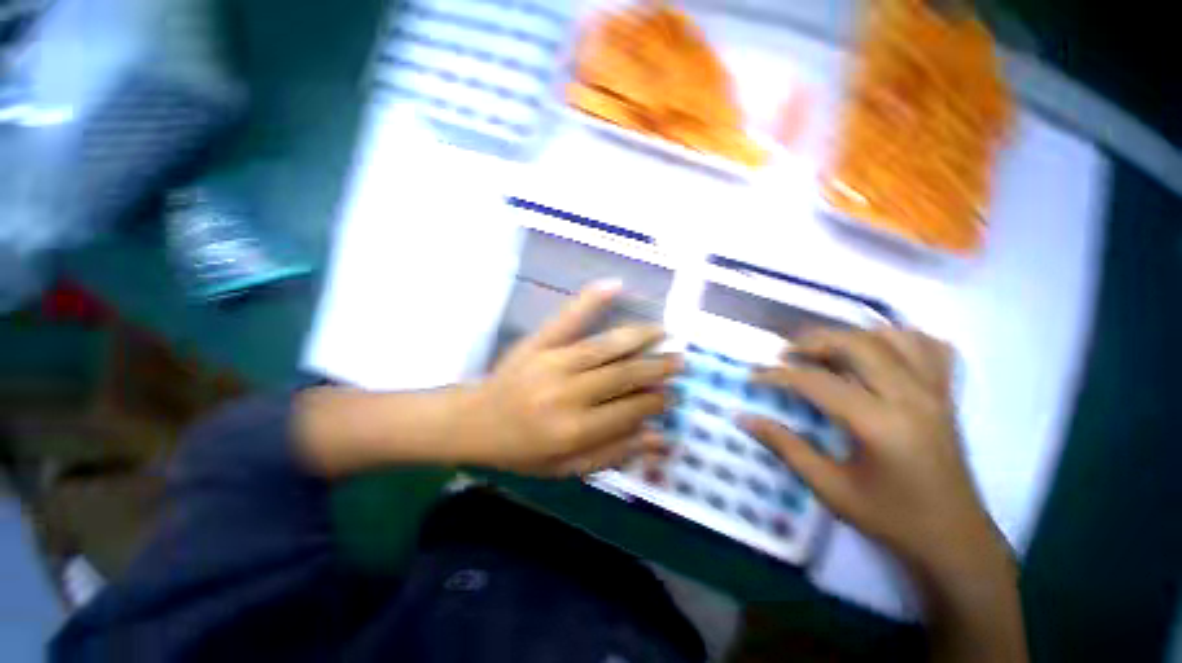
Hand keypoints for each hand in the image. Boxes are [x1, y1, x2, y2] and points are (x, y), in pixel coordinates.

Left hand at [462, 281, 679, 475]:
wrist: (474, 422)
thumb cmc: (521, 451)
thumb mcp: (567, 468)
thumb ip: (613, 453)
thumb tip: (659, 438)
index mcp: (574, 431)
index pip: (629, 411)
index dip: (655, 402)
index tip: (671, 395)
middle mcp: (568, 394)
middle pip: (623, 377)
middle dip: (656, 369)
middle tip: (679, 362)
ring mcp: (552, 362)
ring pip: (605, 347)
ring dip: (639, 337)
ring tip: (664, 332)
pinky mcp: (539, 342)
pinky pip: (568, 318)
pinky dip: (591, 300)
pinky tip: (614, 285)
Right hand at [741, 328, 1004, 571]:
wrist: (954, 539)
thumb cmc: (889, 518)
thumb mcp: (829, 487)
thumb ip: (785, 446)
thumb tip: (742, 418)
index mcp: (879, 424)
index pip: (817, 381)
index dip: (778, 375)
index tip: (754, 376)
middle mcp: (910, 397)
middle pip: (856, 344)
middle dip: (813, 342)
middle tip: (786, 354)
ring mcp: (934, 392)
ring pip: (892, 337)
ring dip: (852, 336)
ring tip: (826, 349)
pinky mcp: (946, 395)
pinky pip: (929, 347)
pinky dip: (900, 338)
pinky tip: (878, 351)